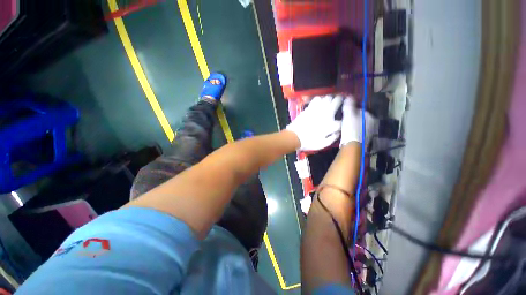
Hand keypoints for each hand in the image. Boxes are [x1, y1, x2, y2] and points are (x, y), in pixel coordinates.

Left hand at [286, 95, 342, 150]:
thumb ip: (332, 138)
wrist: (294, 136)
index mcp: (331, 124)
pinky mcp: (309, 107)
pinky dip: (320, 99)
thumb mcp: (322, 144)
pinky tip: (319, 103)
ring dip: (330, 99)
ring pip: (327, 97)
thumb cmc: (308, 142)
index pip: (342, 120)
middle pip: (337, 100)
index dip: (342, 122)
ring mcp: (317, 109)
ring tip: (329, 102)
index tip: (341, 123)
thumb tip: (338, 133)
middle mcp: (326, 114)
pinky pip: (316, 99)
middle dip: (341, 100)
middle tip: (341, 101)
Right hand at [340, 96, 375, 146]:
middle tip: (344, 120)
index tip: (344, 112)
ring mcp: (369, 133)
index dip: (352, 110)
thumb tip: (349, 96)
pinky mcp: (364, 139)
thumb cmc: (352, 129)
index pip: (361, 109)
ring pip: (359, 125)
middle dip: (353, 118)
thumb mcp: (349, 115)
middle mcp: (373, 124)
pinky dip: (353, 131)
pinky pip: (357, 132)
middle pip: (360, 118)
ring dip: (353, 125)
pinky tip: (347, 133)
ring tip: (344, 126)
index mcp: (371, 117)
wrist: (352, 145)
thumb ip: (349, 105)